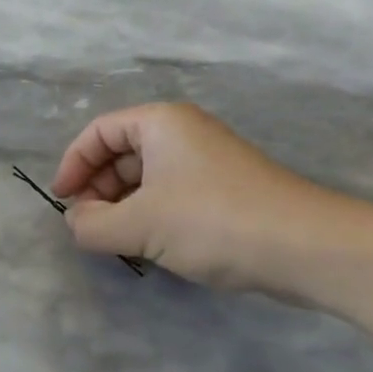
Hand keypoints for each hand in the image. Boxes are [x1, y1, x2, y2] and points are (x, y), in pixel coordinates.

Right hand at [50, 103, 358, 300]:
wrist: (310, 248)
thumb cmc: (213, 221)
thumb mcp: (139, 225)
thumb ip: (92, 225)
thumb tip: (75, 222)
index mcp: (159, 122)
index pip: (99, 132)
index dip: (73, 164)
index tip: (62, 201)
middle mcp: (183, 132)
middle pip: (122, 152)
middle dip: (98, 188)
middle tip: (89, 225)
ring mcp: (209, 160)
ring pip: (148, 176)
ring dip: (124, 206)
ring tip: (118, 240)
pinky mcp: (228, 190)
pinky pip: (174, 193)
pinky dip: (153, 214)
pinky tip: (153, 245)